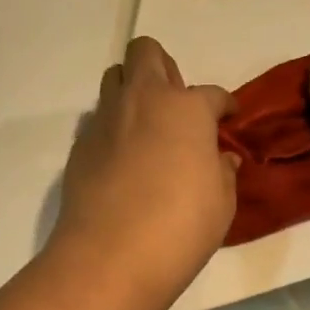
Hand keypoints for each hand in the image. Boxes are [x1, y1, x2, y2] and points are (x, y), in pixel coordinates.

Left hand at [48, 37, 237, 307]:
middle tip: (177, 104)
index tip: (229, 117)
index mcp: (185, 108)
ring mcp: (105, 119)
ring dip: (134, 90)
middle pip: (146, 53)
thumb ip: (222, 171)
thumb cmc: (180, 227)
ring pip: (116, 78)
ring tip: (149, 126)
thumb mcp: (221, 203)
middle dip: (164, 68)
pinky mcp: (81, 143)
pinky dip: (115, 127)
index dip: (225, 105)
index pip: (212, 94)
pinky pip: (100, 119)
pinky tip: (124, 160)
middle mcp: (142, 100)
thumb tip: (220, 158)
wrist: (109, 256)